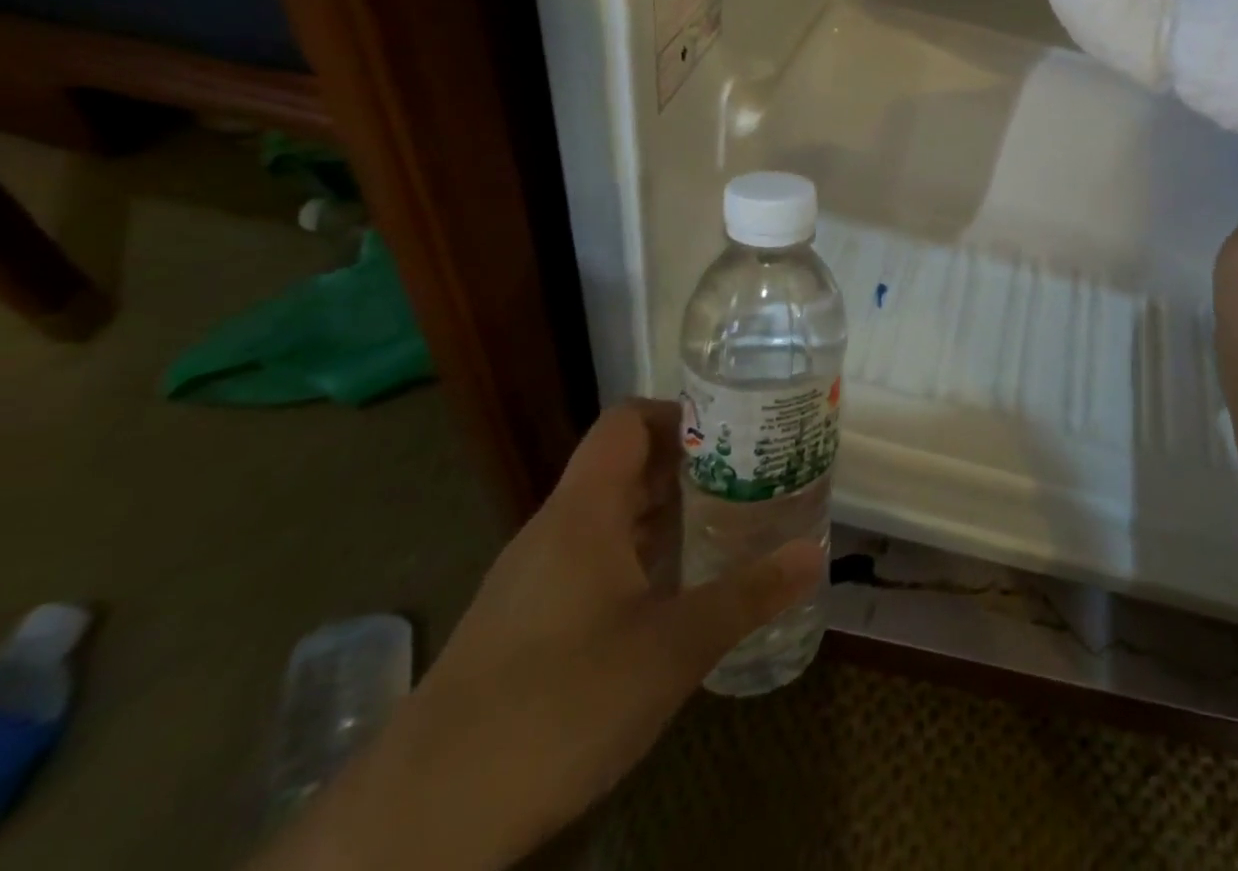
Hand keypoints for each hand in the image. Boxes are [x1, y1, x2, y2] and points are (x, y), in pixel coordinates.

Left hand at [255, 400, 822, 870]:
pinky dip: (640, 557)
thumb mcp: (672, 649)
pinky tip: (676, 594)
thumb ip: (747, 595)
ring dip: (667, 515)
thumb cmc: (558, 704)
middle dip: (690, 467)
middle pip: (626, 466)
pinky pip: (594, 562)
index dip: (680, 414)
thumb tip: (816, 555)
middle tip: (752, 478)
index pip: (627, 421)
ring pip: (611, 518)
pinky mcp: (526, 623)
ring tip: (728, 527)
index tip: (735, 433)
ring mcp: (535, 577)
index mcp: (584, 510)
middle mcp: (556, 528)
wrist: (420, 824)